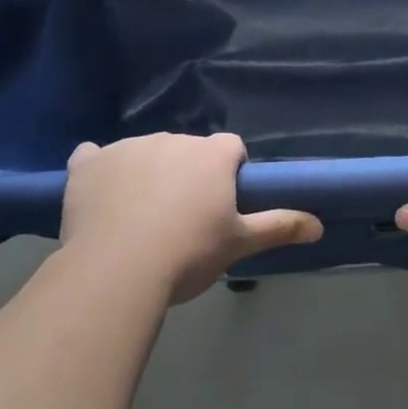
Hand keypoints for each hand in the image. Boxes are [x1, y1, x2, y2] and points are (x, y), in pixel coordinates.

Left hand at [58, 133, 321, 302]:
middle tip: (182, 218)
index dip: (228, 172)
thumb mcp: (239, 243)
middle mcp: (173, 139)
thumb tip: (319, 225)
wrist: (118, 270)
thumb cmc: (189, 253)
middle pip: (187, 149)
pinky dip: (98, 170)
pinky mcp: (88, 163)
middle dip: (187, 174)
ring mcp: (127, 147)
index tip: (220, 203)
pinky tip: (98, 194)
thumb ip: (279, 226)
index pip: (230, 148)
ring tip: (138, 219)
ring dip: (146, 173)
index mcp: (212, 154)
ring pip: (144, 153)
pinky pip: (93, 156)